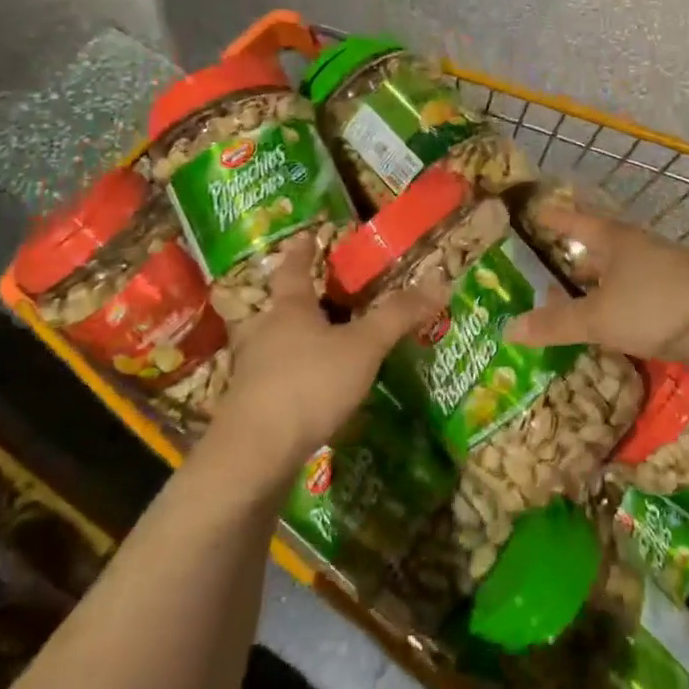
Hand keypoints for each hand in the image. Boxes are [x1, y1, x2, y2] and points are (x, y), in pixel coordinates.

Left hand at [210, 237, 441, 479]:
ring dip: (288, 342)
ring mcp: (252, 372)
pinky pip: (273, 381)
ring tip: (313, 346)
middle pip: (276, 308)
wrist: (255, 453)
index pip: (293, 270)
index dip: (302, 251)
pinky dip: (289, 379)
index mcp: (289, 310)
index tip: (306, 236)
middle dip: (293, 301)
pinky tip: (307, 393)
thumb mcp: (363, 347)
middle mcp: (264, 334)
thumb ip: (397, 316)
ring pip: (271, 345)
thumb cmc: (309, 383)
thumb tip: (439, 281)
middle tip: (315, 298)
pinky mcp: (250, 407)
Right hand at [504, 206, 688, 364]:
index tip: (537, 211)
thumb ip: (555, 324)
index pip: (578, 221)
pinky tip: (617, 314)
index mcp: (617, 240)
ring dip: (600, 278)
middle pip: (601, 244)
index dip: (555, 218)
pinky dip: (621, 295)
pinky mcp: (684, 290)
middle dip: (577, 254)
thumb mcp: (598, 319)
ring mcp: (666, 266)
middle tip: (552, 264)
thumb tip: (508, 328)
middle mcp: (641, 246)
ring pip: (622, 267)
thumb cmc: (655, 310)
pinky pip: (640, 286)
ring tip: (579, 293)